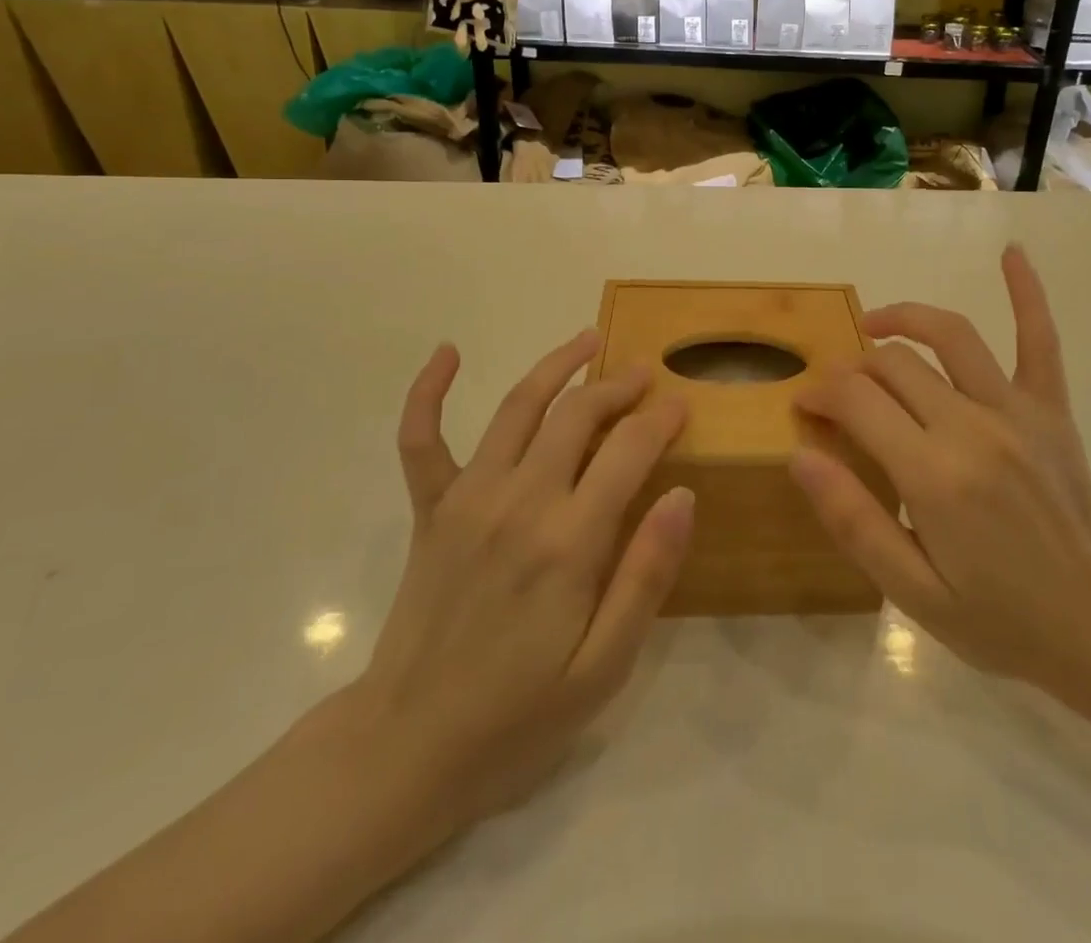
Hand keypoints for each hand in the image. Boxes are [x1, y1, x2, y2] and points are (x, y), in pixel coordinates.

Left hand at [350, 331, 694, 842]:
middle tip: (644, 374)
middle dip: (617, 386)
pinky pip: (422, 439)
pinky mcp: (430, 510)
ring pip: (517, 408)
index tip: (682, 406)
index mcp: (569, 542)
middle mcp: (519, 502)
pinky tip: (447, 352)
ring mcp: (468, 499)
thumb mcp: (604, 668)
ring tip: (587, 340)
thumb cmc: (518, 717)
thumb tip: (682, 494)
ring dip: (555, 366)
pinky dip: (429, 391)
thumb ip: (646, 575)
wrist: (408, 749)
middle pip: (577, 415)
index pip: (627, 451)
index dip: (660, 420)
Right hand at [790, 246, 1090, 707]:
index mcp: (932, 474)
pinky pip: (1040, 341)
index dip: (821, 392)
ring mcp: (1018, 413)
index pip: (857, 400)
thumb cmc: (997, 619)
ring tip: (877, 324)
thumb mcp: (911, 591)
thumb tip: (800, 453)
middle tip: (837, 391)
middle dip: (853, 367)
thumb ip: (852, 518)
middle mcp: (972, 427)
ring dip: (906, 319)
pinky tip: (1012, 252)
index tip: (806, 405)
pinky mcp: (1051, 411)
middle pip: (895, 364)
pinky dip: (1027, 293)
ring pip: (950, 336)